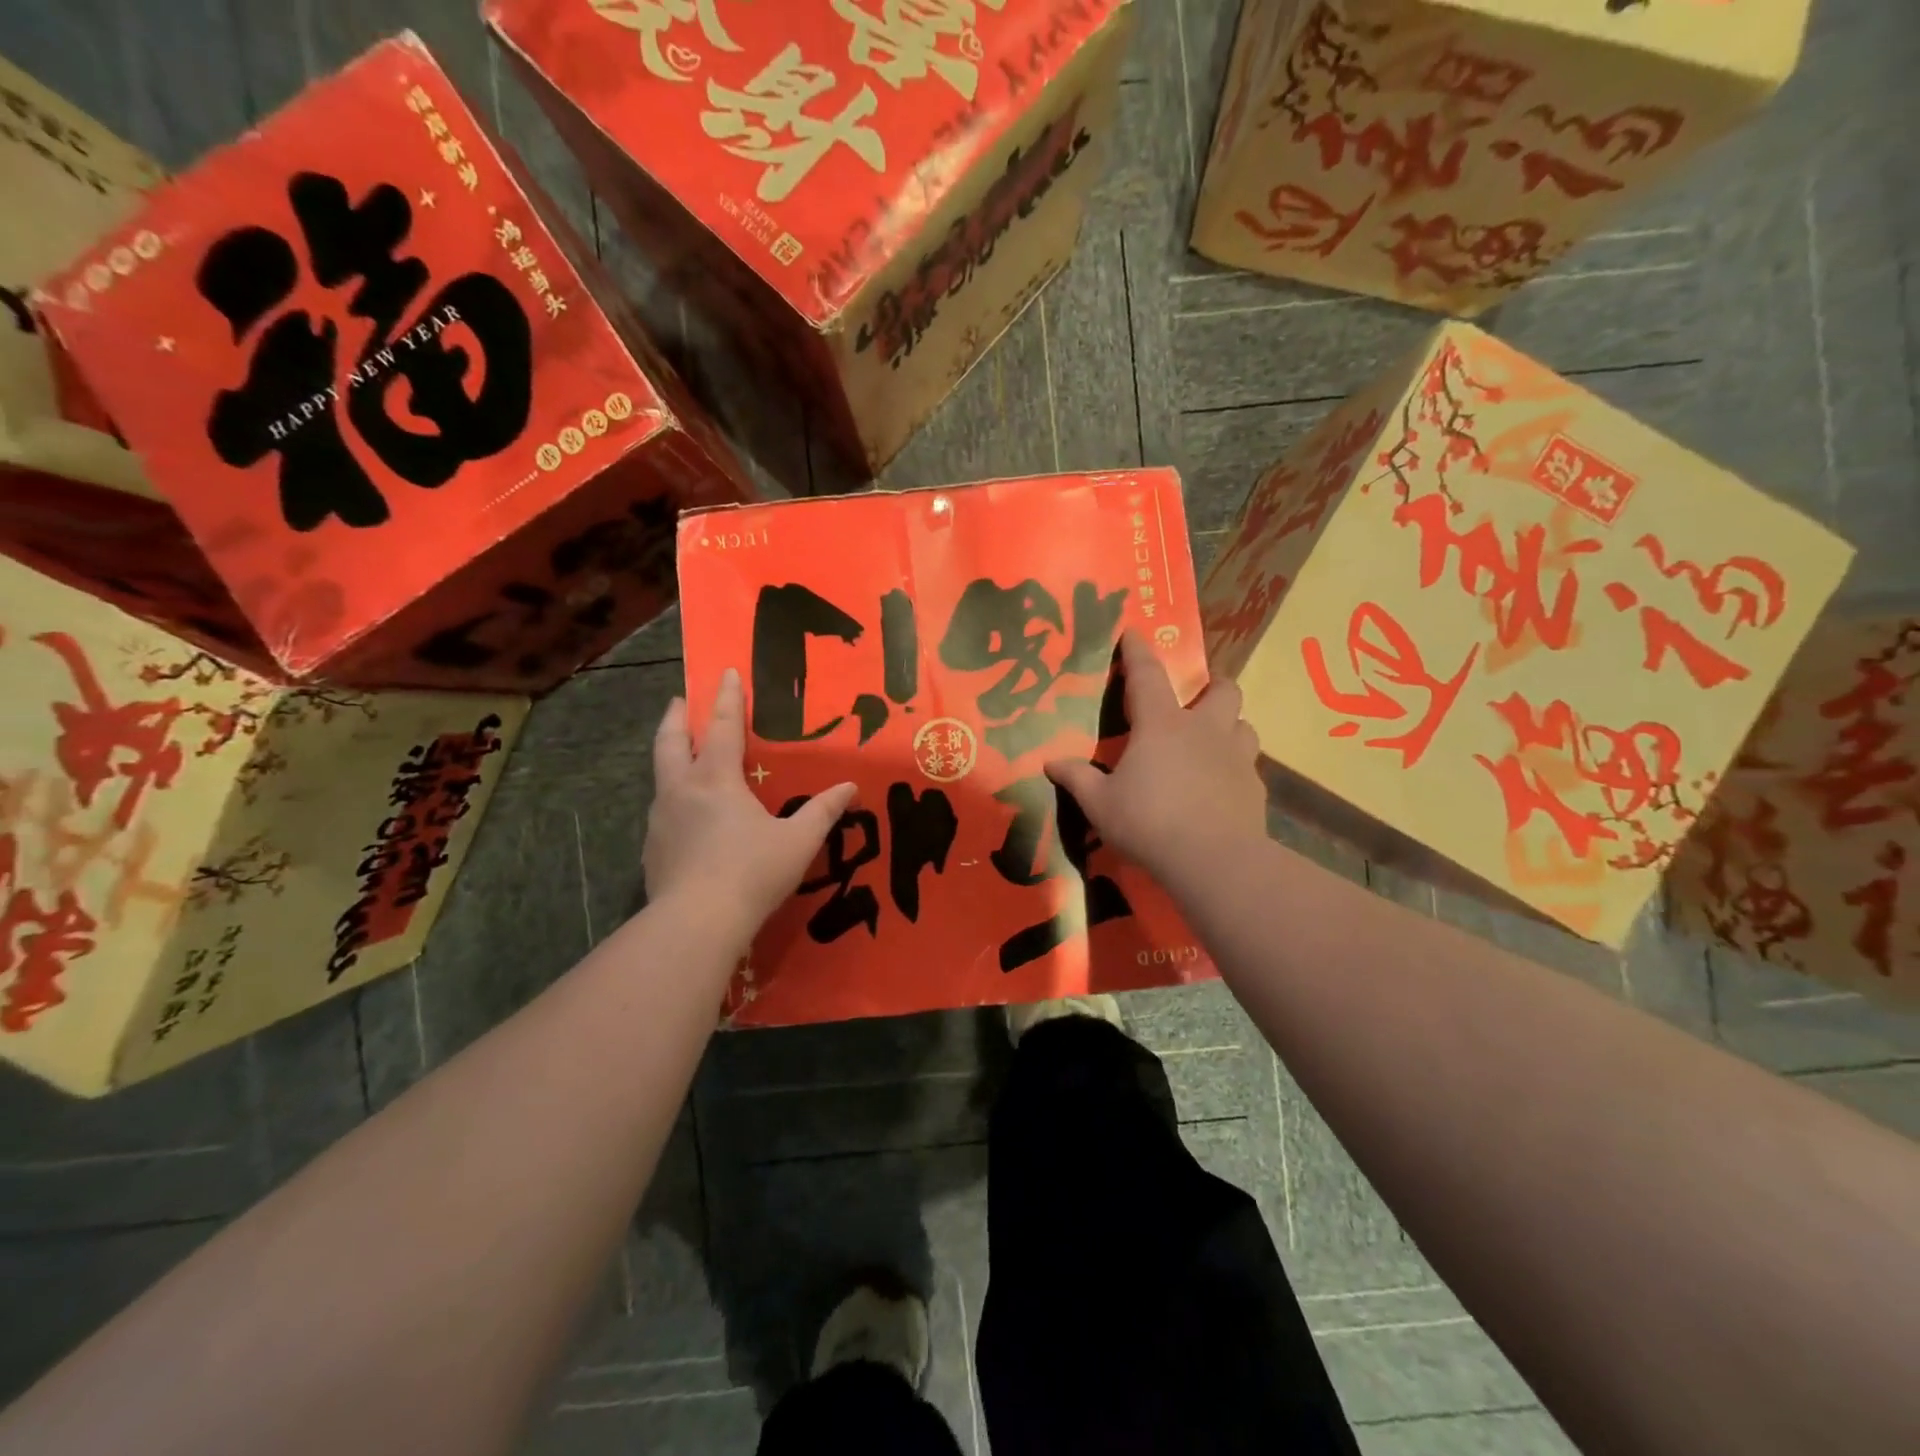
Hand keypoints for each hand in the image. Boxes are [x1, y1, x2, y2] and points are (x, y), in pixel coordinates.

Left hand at [643, 668, 855, 931]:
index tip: (724, 672)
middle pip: (670, 741)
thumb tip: (850, 788)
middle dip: (677, 717)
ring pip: (661, 775)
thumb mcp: (798, 841)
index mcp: (716, 779)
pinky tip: (686, 815)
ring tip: (684, 756)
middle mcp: (681, 790)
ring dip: (671, 756)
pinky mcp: (652, 849)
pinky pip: (662, 810)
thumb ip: (823, 811)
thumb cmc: (752, 872)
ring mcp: (660, 820)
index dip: (725, 698)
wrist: (696, 923)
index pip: (720, 727)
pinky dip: (673, 797)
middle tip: (681, 700)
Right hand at [1045, 632, 1266, 886]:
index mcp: (1161, 725)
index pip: (1147, 675)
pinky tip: (1222, 787)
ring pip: (1244, 725)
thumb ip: (1077, 778)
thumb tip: (1050, 763)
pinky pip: (1248, 765)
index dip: (1138, 651)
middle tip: (1199, 696)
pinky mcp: (1254, 787)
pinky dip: (1235, 767)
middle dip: (1213, 685)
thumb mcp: (1100, 804)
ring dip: (1230, 726)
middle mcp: (1204, 730)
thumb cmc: (1148, 822)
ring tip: (1213, 741)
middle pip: (1223, 690)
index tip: (1134, 630)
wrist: (1212, 860)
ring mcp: (1236, 757)